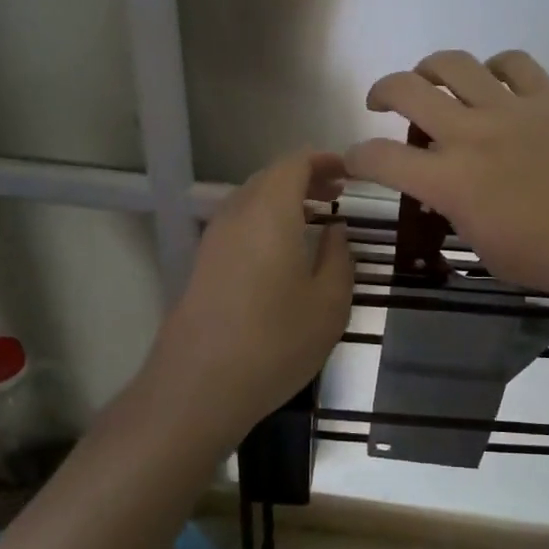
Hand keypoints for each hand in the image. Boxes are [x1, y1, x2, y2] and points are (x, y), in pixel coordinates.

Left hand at [147, 148, 353, 444]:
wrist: (197, 388)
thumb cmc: (274, 342)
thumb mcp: (329, 303)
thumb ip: (338, 257)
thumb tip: (334, 230)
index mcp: (269, 212)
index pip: (294, 162)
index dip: (324, 160)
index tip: (351, 173)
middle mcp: (237, 214)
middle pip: (271, 177)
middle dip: (306, 177)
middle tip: (337, 192)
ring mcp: (214, 239)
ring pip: (252, 199)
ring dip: (285, 199)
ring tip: (316, 217)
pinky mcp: (203, 264)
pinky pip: (240, 223)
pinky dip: (266, 220)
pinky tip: (284, 250)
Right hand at [344, 49, 548, 307]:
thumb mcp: (490, 253)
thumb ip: (459, 217)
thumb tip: (445, 193)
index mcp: (451, 181)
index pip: (380, 158)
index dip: (356, 157)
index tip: (353, 159)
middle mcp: (472, 133)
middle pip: (407, 89)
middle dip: (381, 91)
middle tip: (380, 103)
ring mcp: (512, 108)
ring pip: (454, 64)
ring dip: (430, 67)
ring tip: (431, 80)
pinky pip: (513, 62)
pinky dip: (495, 68)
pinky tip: (495, 82)